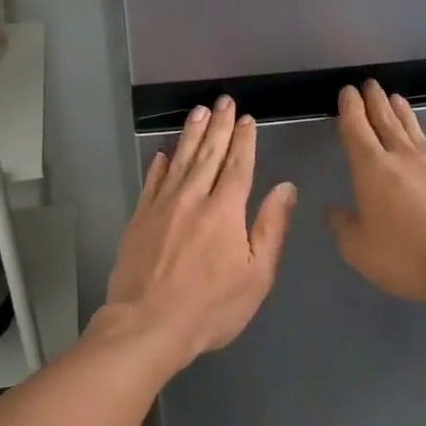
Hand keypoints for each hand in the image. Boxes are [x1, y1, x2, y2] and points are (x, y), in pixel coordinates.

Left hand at [104, 95, 297, 366]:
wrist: (147, 325)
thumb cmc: (210, 307)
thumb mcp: (256, 275)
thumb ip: (271, 227)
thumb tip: (286, 187)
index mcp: (225, 211)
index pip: (238, 166)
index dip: (244, 140)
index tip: (246, 118)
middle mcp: (193, 199)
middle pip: (208, 155)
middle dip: (218, 126)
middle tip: (222, 100)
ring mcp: (162, 207)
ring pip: (179, 161)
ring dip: (190, 135)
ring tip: (198, 112)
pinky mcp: (138, 220)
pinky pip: (151, 183)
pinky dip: (158, 166)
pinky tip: (162, 154)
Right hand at [326, 81, 425, 305]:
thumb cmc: (404, 256)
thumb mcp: (359, 248)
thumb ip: (344, 226)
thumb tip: (333, 212)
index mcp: (372, 169)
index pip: (357, 129)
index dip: (350, 109)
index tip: (348, 92)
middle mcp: (404, 159)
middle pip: (386, 122)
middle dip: (376, 102)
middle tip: (370, 84)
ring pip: (417, 133)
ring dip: (405, 115)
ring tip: (397, 99)